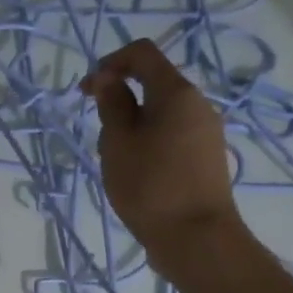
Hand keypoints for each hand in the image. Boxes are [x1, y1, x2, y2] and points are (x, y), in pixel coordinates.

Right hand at [81, 39, 236, 260]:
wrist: (197, 239)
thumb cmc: (150, 186)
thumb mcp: (118, 142)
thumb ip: (111, 104)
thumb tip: (106, 78)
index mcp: (177, 92)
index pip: (142, 53)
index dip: (110, 62)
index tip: (87, 92)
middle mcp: (197, 105)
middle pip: (152, 84)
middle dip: (119, 100)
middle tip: (101, 136)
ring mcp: (205, 132)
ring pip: (159, 113)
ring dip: (131, 126)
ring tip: (117, 162)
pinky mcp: (205, 157)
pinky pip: (171, 134)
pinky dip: (147, 142)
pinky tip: (136, 174)